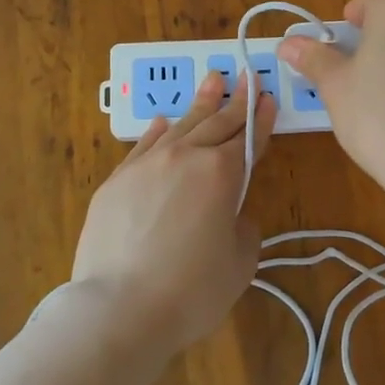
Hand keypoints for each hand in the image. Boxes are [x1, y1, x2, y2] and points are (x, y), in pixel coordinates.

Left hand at [71, 72, 274, 355]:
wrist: (119, 309)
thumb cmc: (191, 291)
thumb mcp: (239, 263)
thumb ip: (242, 229)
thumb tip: (229, 215)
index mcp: (221, 174)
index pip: (248, 137)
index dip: (261, 117)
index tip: (268, 97)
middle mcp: (186, 157)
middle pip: (217, 122)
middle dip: (236, 100)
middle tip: (246, 76)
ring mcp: (147, 165)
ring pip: (180, 125)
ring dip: (200, 104)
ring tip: (212, 81)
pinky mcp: (117, 181)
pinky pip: (144, 145)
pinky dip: (159, 131)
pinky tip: (164, 121)